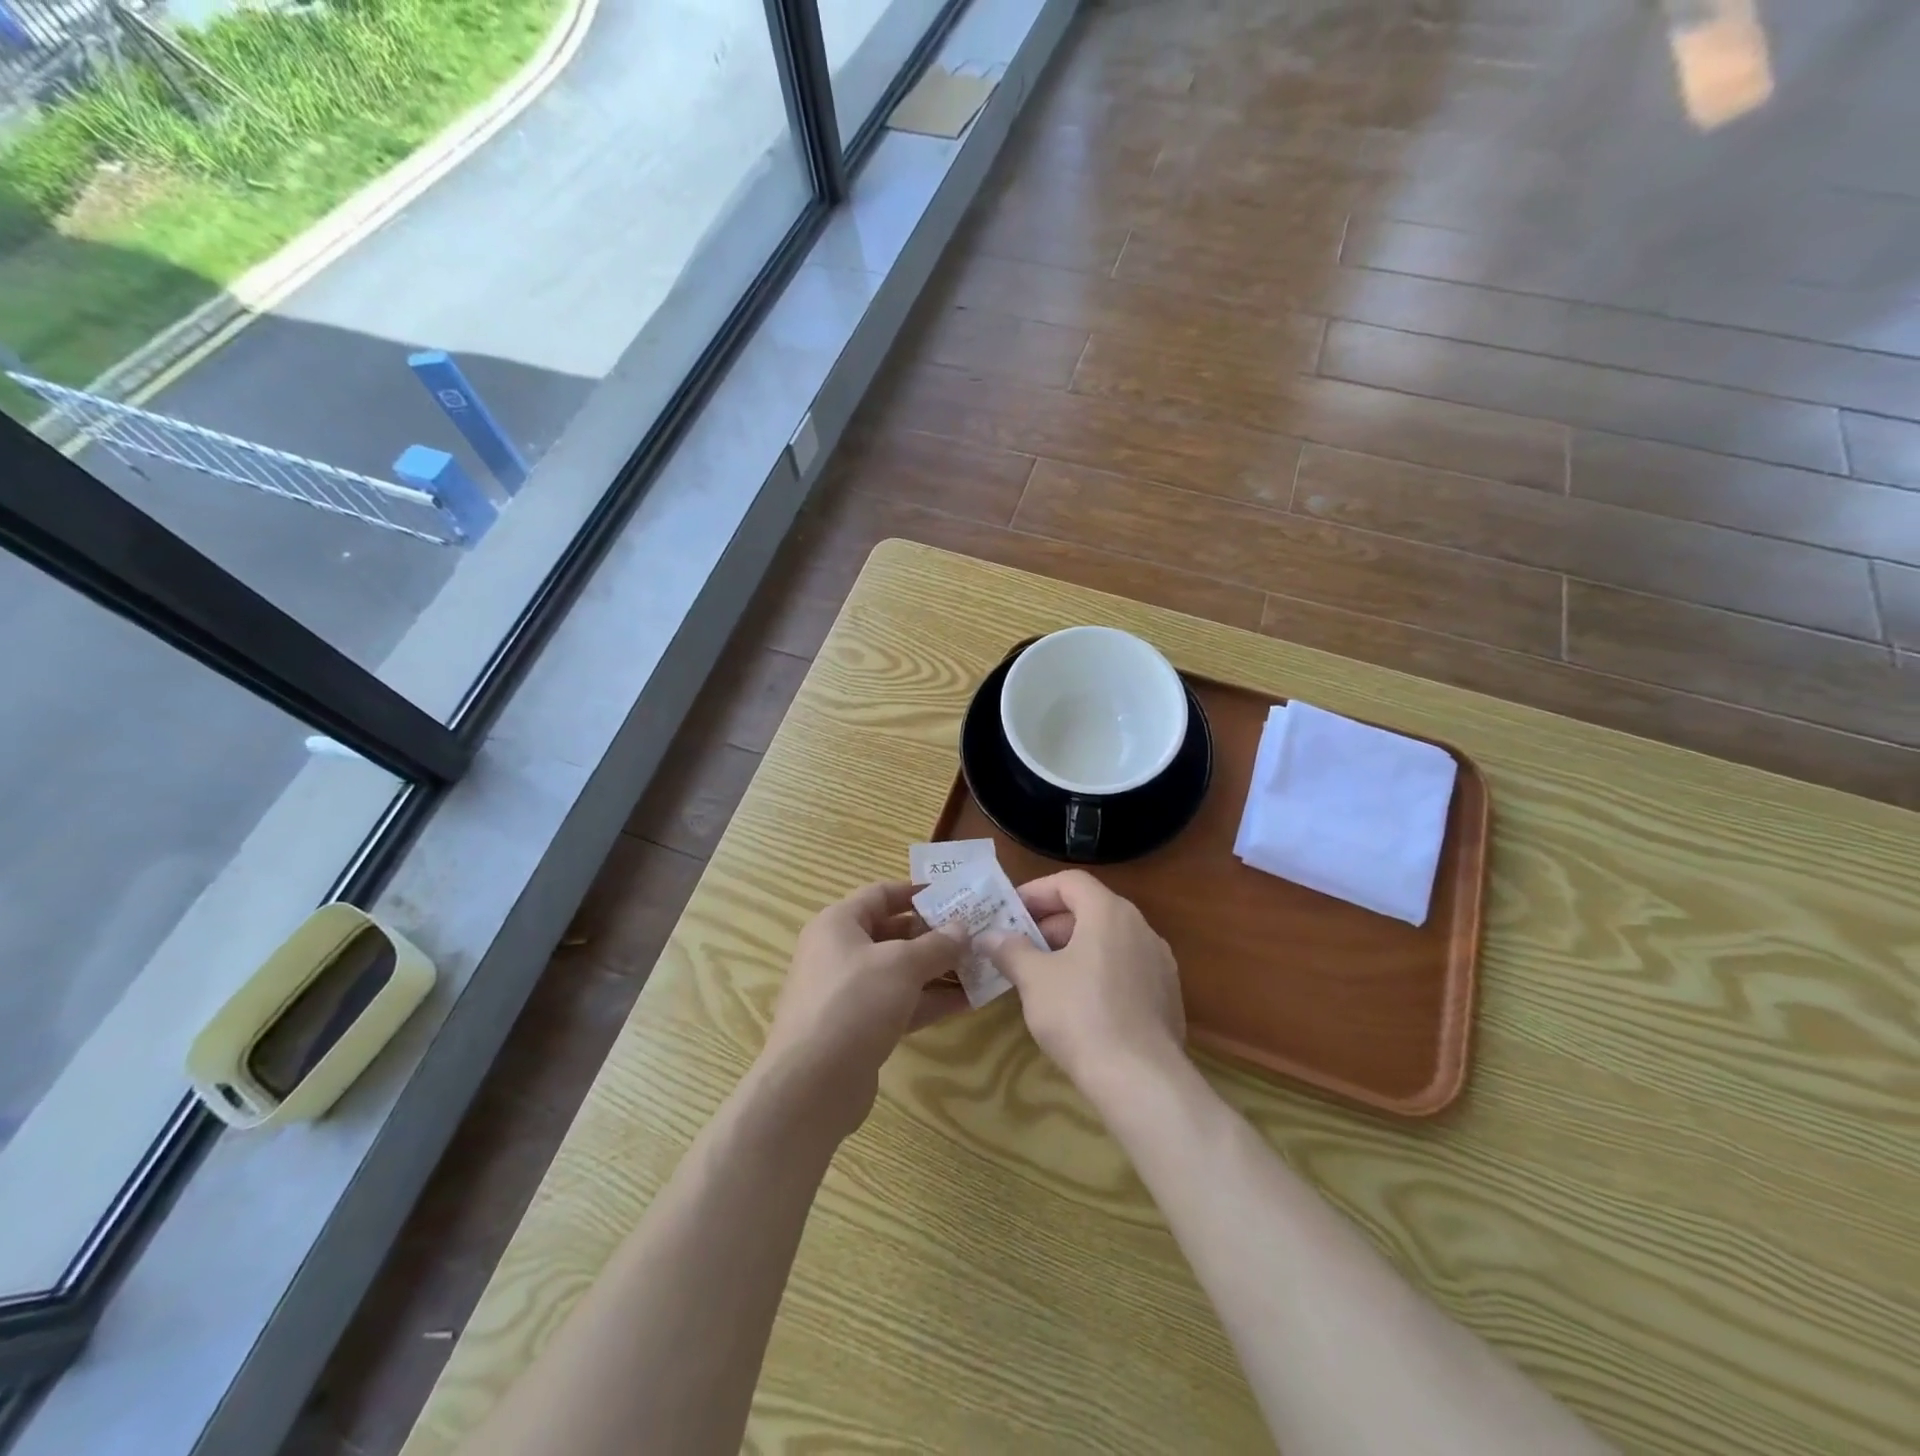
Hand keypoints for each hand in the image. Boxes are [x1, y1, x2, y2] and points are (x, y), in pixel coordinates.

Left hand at [761, 881, 969, 1133]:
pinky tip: (967, 1001)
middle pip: (893, 933)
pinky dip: (929, 1001)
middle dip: (935, 935)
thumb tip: (962, 929)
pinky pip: (900, 1003)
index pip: (881, 894)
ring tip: (981, 967)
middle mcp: (839, 952)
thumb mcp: (902, 965)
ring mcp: (848, 993)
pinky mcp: (859, 1028)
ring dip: (938, 970)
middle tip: (976, 934)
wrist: (811, 1084)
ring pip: (899, 972)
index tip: (955, 895)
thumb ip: (937, 945)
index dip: (917, 892)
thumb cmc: (854, 1002)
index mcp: (838, 923)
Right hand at [984, 870, 1186, 1093]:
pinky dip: (1098, 972)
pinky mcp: (1167, 995)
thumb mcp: (1034, 979)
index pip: (1070, 882)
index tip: (1010, 912)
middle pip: (1090, 909)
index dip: (1036, 892)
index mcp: (1110, 912)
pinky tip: (1078, 1004)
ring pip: (1108, 940)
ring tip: (1044, 977)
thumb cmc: (1080, 1015)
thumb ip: (1010, 950)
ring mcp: (1159, 962)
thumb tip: (989, 937)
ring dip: (1073, 949)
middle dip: (1051, 924)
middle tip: (1020, 947)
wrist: (1140, 1079)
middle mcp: (1140, 927)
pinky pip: (1125, 968)